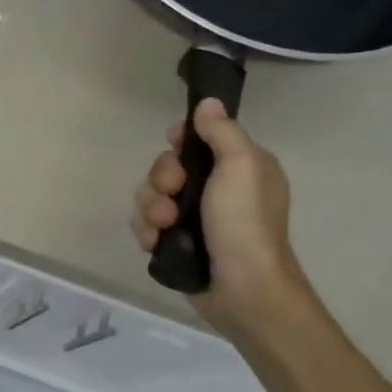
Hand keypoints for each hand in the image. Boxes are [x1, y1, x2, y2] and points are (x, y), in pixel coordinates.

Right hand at [131, 99, 312, 336]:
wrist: (243, 288)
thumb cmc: (245, 222)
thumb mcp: (242, 166)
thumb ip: (222, 132)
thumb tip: (208, 103)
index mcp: (239, 168)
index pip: (198, 139)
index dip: (180, 142)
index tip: (176, 146)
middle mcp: (217, 189)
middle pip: (167, 167)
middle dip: (161, 179)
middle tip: (172, 194)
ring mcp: (195, 218)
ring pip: (151, 196)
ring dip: (151, 209)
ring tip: (165, 226)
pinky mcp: (177, 243)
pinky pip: (146, 225)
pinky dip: (148, 232)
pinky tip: (157, 242)